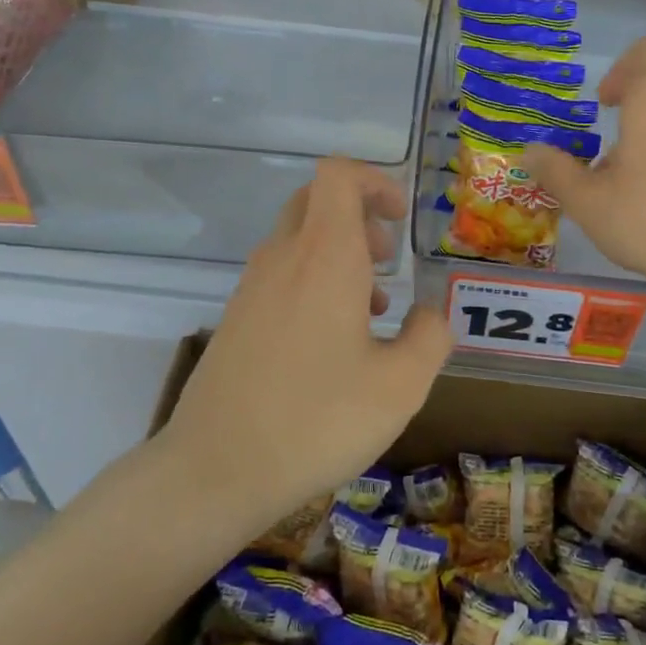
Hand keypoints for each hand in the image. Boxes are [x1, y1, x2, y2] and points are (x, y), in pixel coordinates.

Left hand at [166, 159, 452, 521]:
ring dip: (339, 254)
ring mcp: (251, 288)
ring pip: (298, 239)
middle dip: (360, 217)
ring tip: (373, 310)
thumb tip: (429, 315)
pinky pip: (281, 275)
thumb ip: (430, 338)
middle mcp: (283, 258)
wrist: (215, 469)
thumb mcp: (401, 386)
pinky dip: (313, 282)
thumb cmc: (317, 420)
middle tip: (388, 260)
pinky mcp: (236, 319)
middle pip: (317, 200)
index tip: (400, 219)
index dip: (374, 180)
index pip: (337, 175)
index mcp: (325, 256)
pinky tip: (334, 342)